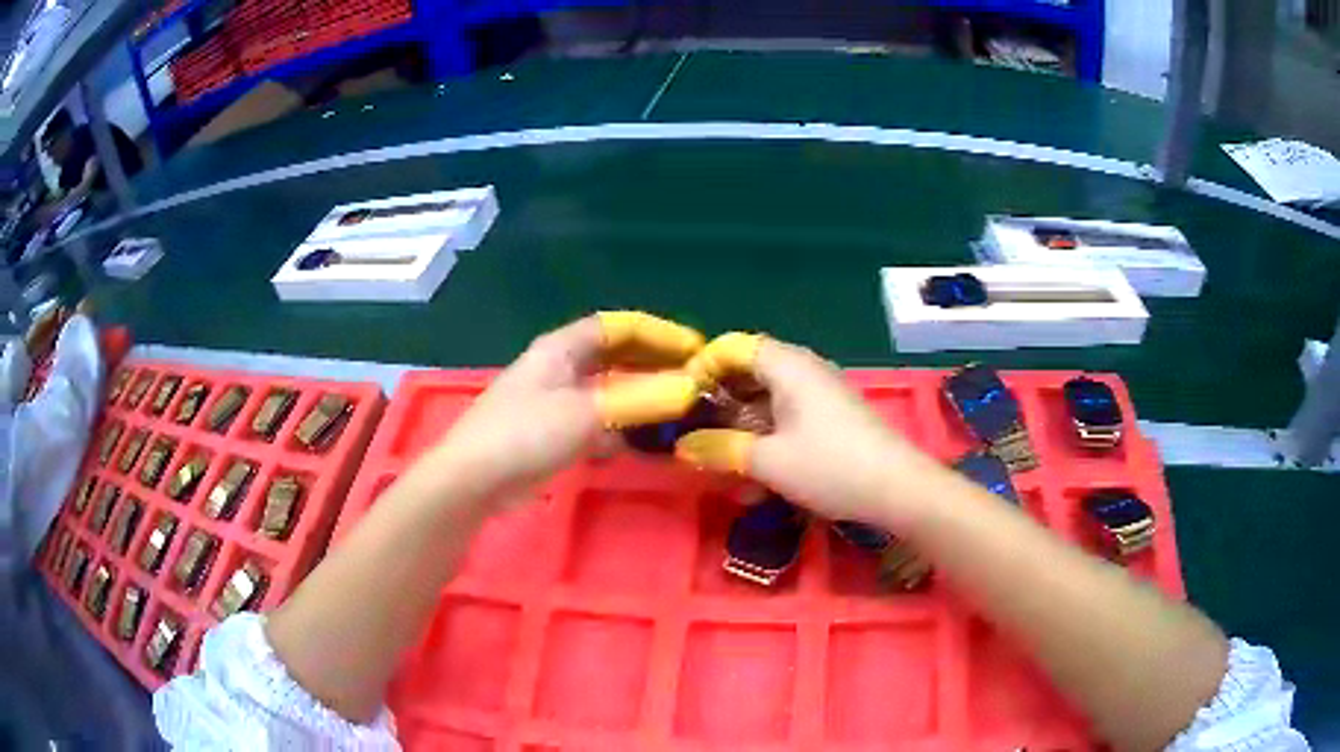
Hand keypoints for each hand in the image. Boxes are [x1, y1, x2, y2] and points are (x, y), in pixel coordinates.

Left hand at [429, 311, 704, 509]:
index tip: (694, 348)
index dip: (656, 332)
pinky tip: (644, 440)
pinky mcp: (553, 434)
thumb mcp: (586, 412)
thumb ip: (639, 399)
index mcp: (561, 348)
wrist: (474, 479)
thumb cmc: (525, 433)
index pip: (616, 326)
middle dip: (653, 363)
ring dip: (640, 396)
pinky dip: (621, 425)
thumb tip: (690, 388)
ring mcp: (554, 401)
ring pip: (607, 390)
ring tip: (678, 408)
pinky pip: (597, 420)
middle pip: (613, 356)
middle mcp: (559, 368)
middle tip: (693, 378)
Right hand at [675, 333, 937, 525]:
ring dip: (741, 426)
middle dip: (718, 402)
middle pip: (748, 371)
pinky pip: (787, 416)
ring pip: (766, 398)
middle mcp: (803, 369)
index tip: (679, 402)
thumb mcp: (769, 461)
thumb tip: (682, 448)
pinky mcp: (831, 416)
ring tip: (721, 460)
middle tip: (694, 432)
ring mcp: (820, 393)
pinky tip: (757, 474)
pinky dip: (766, 436)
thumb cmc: (831, 467)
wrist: (899, 489)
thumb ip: (721, 449)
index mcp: (788, 365)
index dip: (701, 368)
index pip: (733, 347)